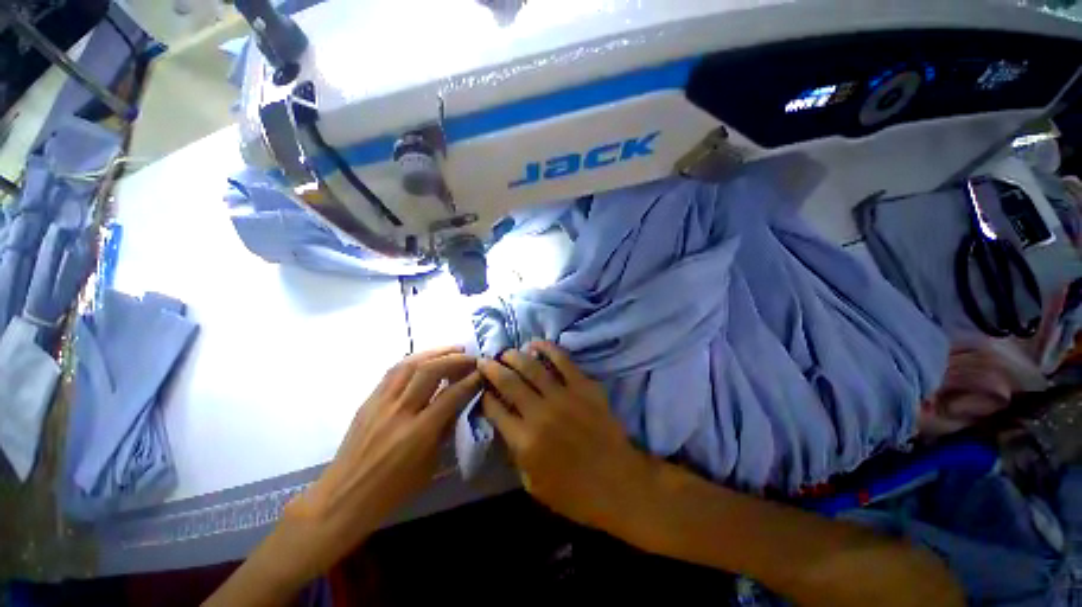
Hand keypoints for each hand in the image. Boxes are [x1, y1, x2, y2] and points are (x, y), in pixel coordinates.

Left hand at [284, 346, 479, 577]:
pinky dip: (414, 360)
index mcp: (419, 433)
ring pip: (410, 364)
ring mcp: (381, 403)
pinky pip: (393, 371)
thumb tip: (460, 401)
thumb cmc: (392, 490)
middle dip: (455, 359)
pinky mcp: (368, 400)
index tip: (483, 371)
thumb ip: (445, 429)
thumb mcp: (429, 465)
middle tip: (471, 357)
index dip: (471, 380)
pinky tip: (426, 358)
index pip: (452, 395)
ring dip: (435, 352)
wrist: (343, 498)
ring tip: (453, 349)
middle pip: (431, 371)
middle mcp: (400, 412)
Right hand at [478, 342, 656, 532]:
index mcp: (524, 441)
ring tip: (506, 353)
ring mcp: (564, 396)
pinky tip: (536, 344)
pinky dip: (547, 348)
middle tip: (485, 361)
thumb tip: (506, 424)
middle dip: (492, 368)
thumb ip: (515, 453)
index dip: (485, 396)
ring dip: (514, 356)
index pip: (494, 409)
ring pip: (531, 366)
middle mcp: (540, 413)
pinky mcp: (584, 386)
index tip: (482, 389)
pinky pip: (563, 360)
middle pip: (508, 382)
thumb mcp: (533, 484)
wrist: (619, 484)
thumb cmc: (574, 493)